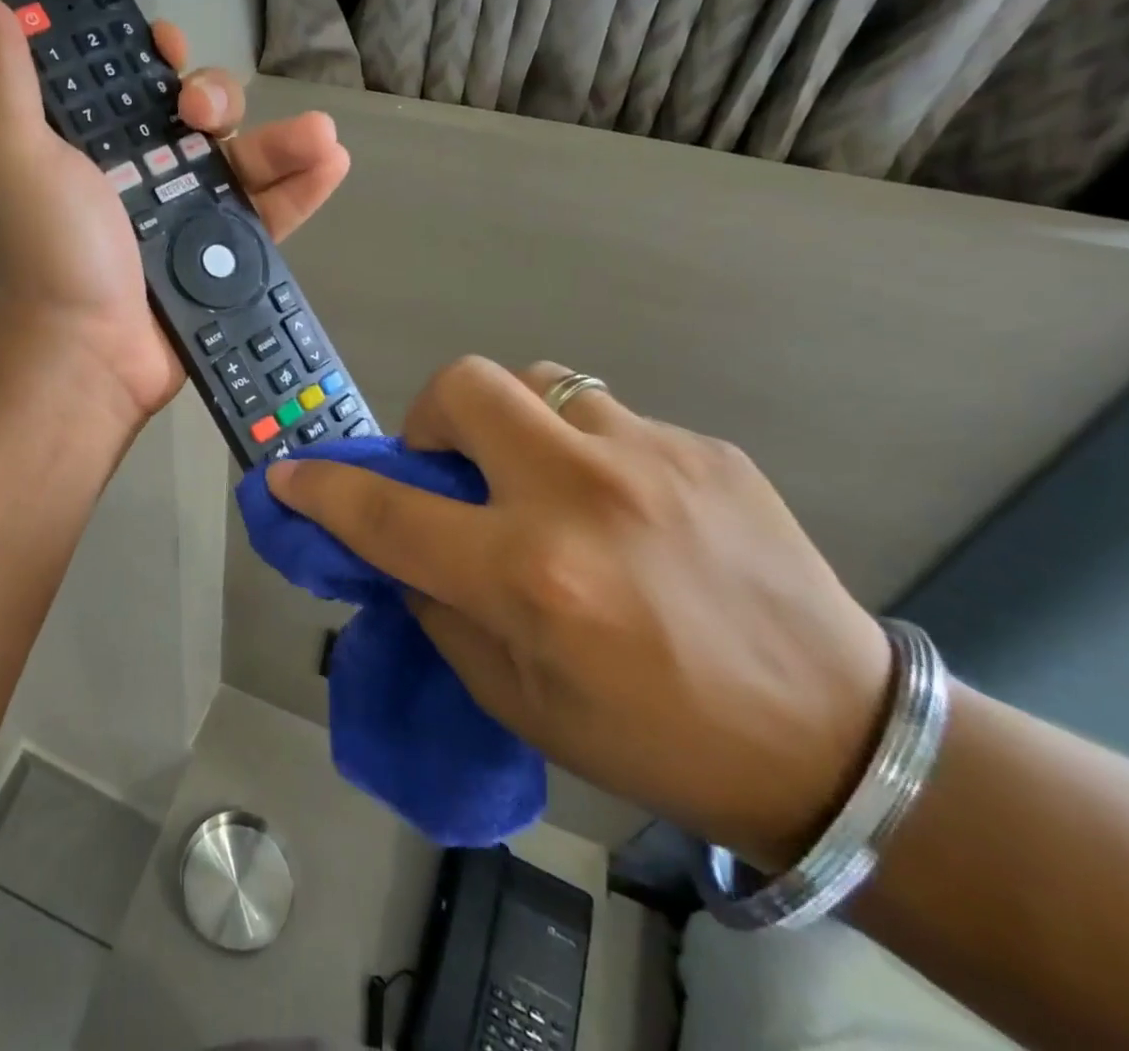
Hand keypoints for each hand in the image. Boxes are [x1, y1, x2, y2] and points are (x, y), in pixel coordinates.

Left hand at [0, 0, 349, 428]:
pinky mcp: (222, 259)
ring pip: (244, 161)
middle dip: (215, 98)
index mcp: (93, 147)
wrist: (83, 355)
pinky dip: (302, 189)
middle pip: (197, 116)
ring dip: (283, 138)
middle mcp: (142, 176)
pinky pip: (269, 215)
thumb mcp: (13, 153)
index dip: (152, 58)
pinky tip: (333, 161)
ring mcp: (187, 219)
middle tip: (205, 115)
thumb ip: (2, 75)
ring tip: (321, 134)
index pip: (131, 85)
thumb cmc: (48, 250)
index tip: (165, 50)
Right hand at [267, 357, 894, 871]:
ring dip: (514, 425)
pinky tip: (625, 510)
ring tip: (542, 480)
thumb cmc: (652, 739)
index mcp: (529, 576)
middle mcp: (581, 497)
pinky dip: (585, 451)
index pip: (388, 511)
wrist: (839, 744)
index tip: (289, 473)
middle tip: (452, 470)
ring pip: (538, 382)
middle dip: (430, 418)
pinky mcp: (706, 449)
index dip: (323, 487)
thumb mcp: (515, 696)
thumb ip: (438, 606)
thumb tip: (394, 546)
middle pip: (464, 387)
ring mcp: (652, 459)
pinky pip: (608, 417)